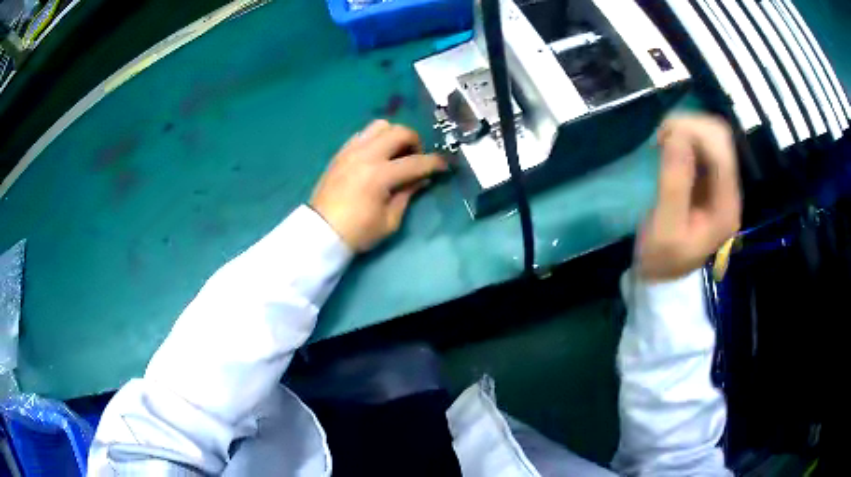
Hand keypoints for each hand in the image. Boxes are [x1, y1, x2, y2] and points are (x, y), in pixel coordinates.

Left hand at [310, 120, 447, 251]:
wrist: (320, 232)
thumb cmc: (357, 232)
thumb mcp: (390, 220)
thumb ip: (407, 194)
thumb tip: (421, 179)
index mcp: (379, 175)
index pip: (415, 162)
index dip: (435, 163)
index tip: (445, 165)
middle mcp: (366, 155)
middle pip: (399, 132)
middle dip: (415, 141)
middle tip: (417, 158)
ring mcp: (351, 150)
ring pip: (380, 125)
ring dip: (395, 135)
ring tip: (397, 153)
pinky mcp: (341, 152)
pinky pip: (363, 133)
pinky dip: (376, 138)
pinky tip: (378, 155)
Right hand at [638, 115, 741, 280]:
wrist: (663, 276)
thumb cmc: (662, 258)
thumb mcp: (665, 228)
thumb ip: (674, 183)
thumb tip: (677, 135)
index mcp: (725, 207)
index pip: (721, 150)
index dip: (694, 131)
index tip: (662, 136)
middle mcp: (729, 191)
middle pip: (720, 137)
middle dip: (690, 126)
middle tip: (661, 135)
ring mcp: (721, 184)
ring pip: (712, 136)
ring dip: (687, 128)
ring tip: (663, 139)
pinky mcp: (709, 180)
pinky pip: (703, 144)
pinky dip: (686, 136)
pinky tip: (669, 145)